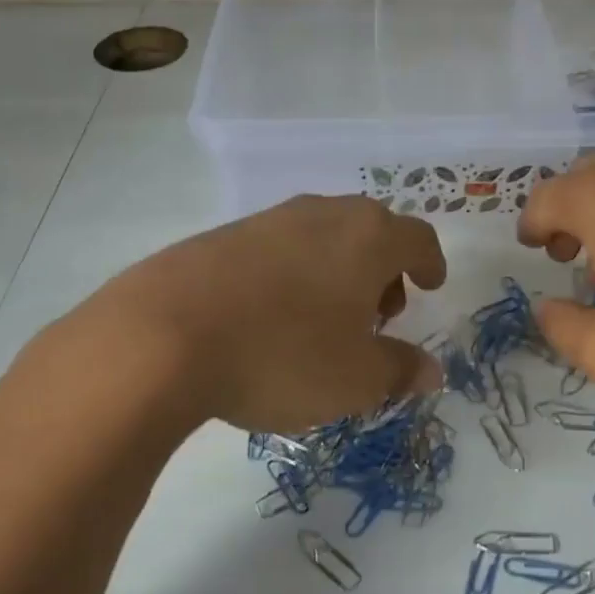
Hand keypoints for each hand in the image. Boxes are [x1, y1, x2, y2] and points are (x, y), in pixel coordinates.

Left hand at [61, 195, 446, 432]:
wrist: (162, 337)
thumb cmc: (283, 356)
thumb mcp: (356, 379)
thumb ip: (401, 370)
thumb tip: (432, 371)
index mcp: (368, 238)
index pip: (418, 238)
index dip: (430, 263)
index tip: (430, 286)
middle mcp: (323, 214)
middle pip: (371, 231)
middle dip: (383, 271)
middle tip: (378, 315)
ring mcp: (268, 220)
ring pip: (323, 237)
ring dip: (338, 272)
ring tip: (324, 321)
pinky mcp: (221, 235)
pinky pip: (278, 248)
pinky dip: (293, 274)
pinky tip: (271, 317)